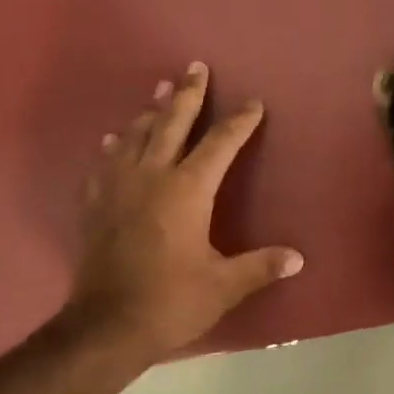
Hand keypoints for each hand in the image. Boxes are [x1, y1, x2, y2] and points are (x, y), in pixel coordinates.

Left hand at [69, 62, 302, 358]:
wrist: (106, 326)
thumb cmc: (171, 302)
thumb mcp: (224, 286)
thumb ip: (260, 266)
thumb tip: (298, 258)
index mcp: (187, 191)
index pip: (219, 145)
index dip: (239, 122)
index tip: (253, 104)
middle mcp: (151, 177)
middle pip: (171, 124)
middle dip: (188, 95)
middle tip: (195, 67)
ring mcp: (117, 188)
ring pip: (135, 136)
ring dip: (150, 112)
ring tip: (160, 90)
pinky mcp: (94, 205)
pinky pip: (105, 163)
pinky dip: (114, 146)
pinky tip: (114, 139)